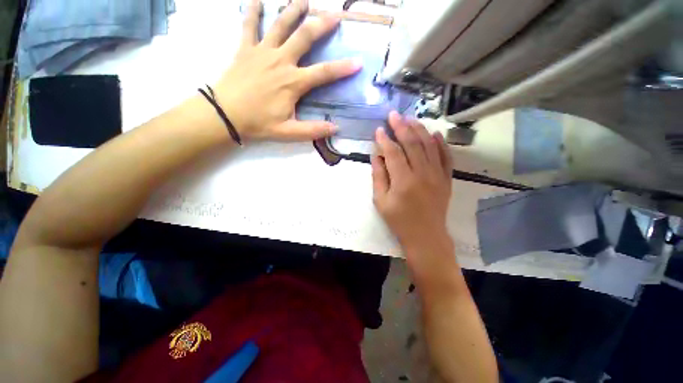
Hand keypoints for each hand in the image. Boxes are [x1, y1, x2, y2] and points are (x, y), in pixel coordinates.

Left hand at [214, 0, 360, 141]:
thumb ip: (313, 130)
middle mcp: (281, 61)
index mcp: (293, 82)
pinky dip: (253, 9)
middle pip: (305, 36)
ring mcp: (262, 51)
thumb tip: (335, 128)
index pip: (324, 73)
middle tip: (336, 14)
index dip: (343, 68)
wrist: (225, 115)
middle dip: (322, 24)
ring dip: (294, 9)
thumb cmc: (259, 124)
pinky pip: (249, 24)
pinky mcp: (245, 48)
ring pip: (281, 24)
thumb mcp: (289, 132)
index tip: (358, 62)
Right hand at [372, 111, 453, 252]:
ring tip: (410, 119)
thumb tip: (376, 155)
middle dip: (401, 127)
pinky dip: (440, 143)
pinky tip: (434, 134)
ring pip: (429, 145)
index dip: (385, 139)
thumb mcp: (381, 201)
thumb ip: (378, 176)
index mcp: (403, 180)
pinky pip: (445, 156)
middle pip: (412, 143)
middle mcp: (422, 173)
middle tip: (394, 115)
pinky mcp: (446, 178)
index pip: (393, 152)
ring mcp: (437, 174)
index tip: (379, 130)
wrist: (426, 235)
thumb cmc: (399, 220)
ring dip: (419, 130)